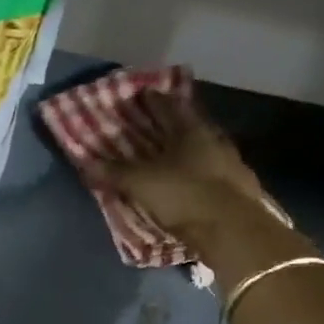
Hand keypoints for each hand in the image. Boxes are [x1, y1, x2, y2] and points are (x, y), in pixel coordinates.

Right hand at [93, 93, 288, 253]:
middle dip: (172, 122)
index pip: (167, 107)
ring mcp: (230, 162)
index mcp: (189, 130)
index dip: (152, 100)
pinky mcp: (239, 186)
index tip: (141, 95)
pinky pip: (213, 171)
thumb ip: (115, 172)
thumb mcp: (141, 184)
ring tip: (173, 153)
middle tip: (156, 122)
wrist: (232, 229)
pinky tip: (193, 179)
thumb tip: (85, 162)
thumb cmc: (184, 195)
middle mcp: (212, 139)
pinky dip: (200, 171)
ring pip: (204, 147)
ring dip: (189, 147)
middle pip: (189, 124)